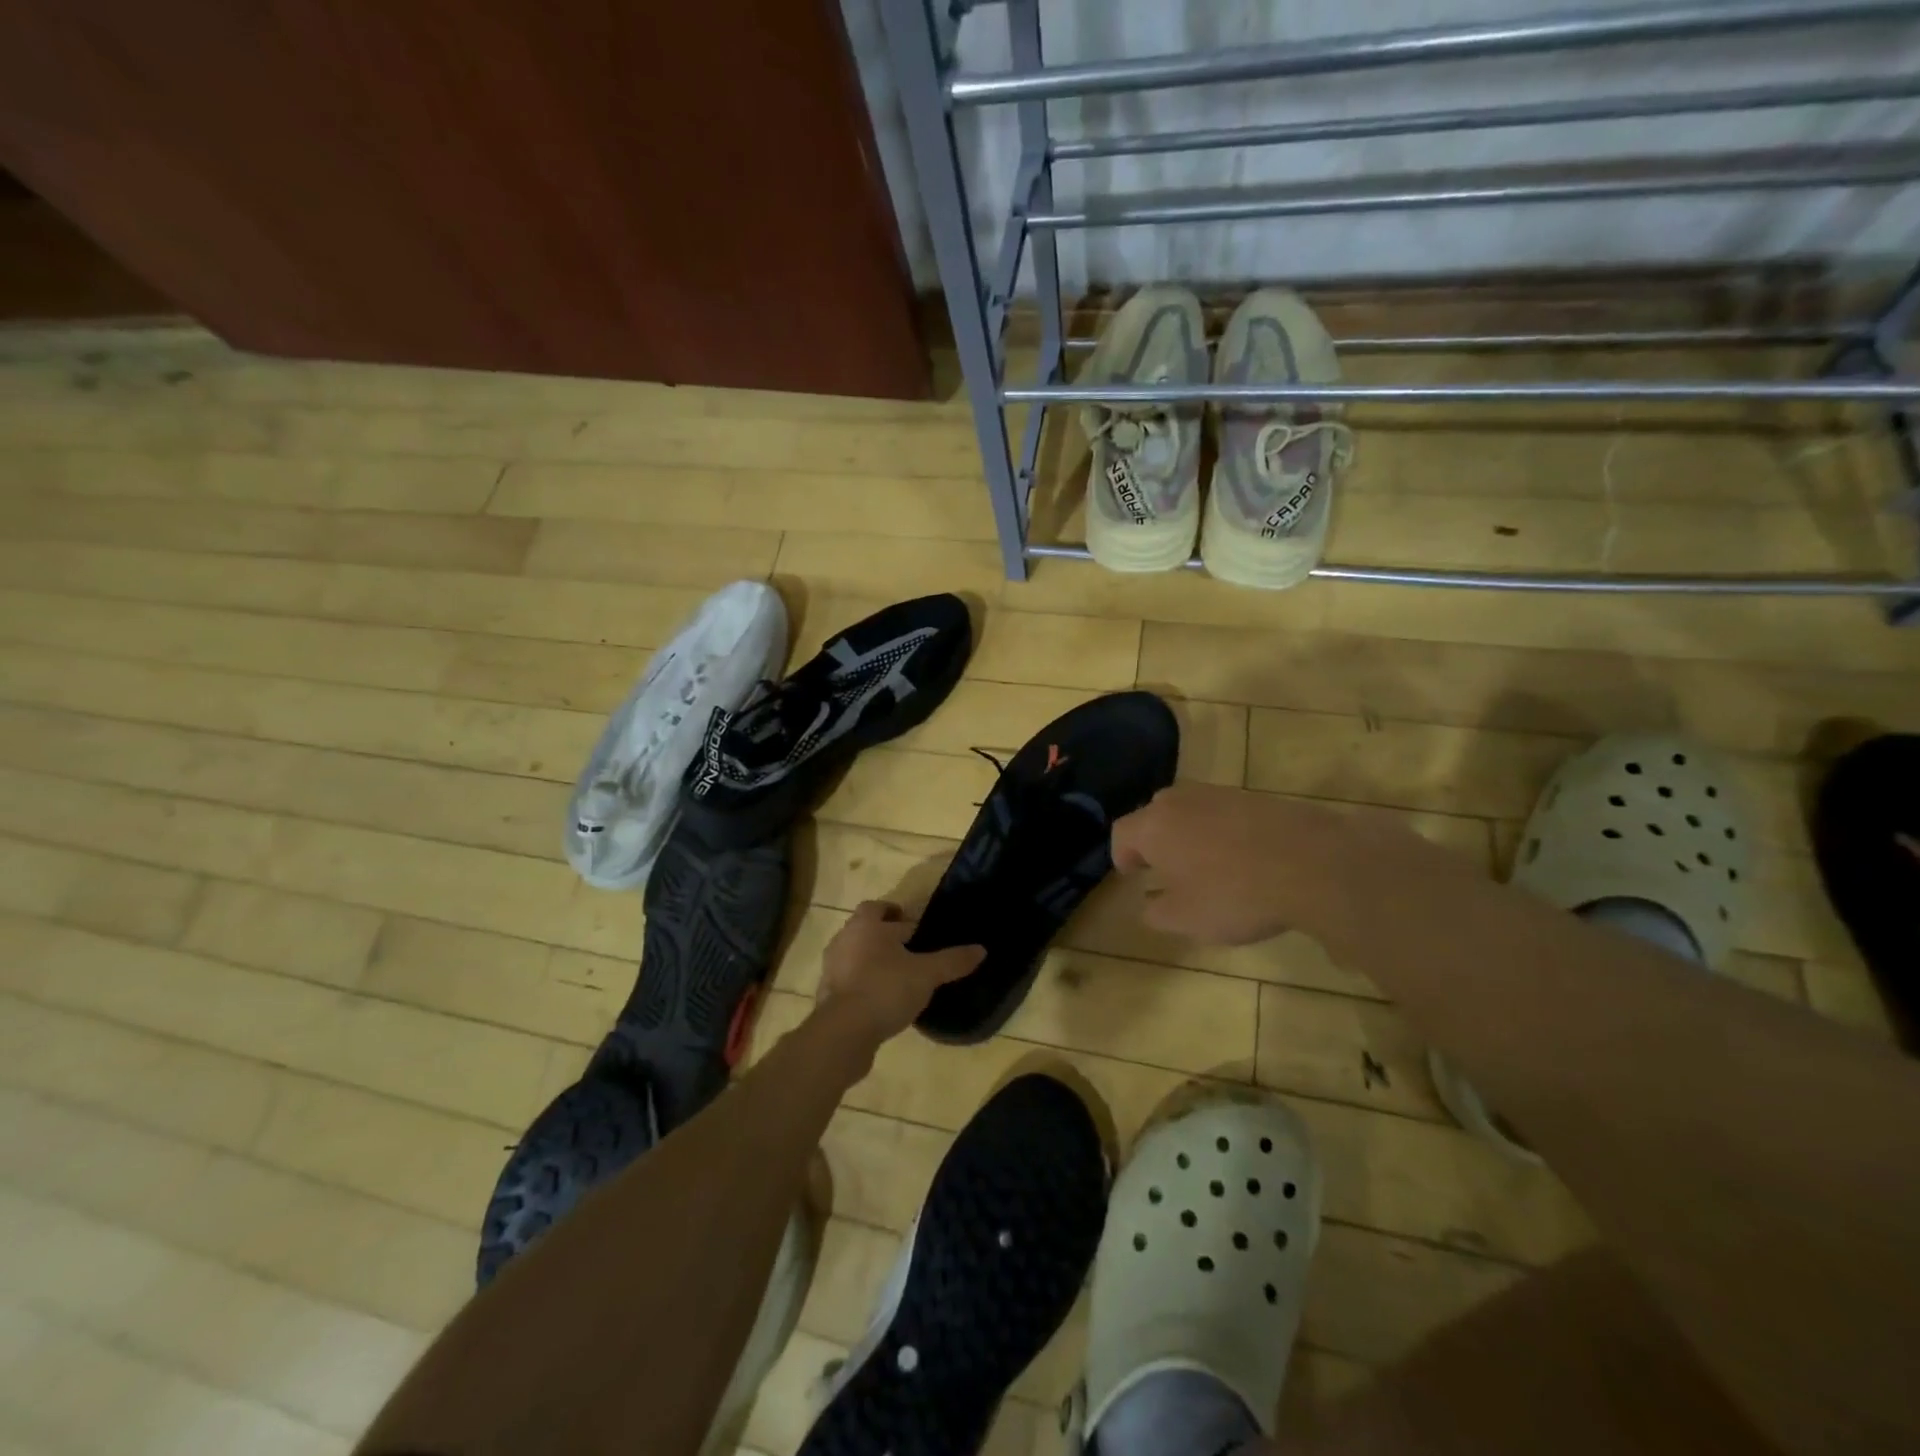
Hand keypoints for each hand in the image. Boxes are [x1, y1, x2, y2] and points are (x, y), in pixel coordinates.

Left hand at [816, 901, 984, 1045]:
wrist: (843, 1033)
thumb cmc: (885, 989)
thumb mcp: (927, 974)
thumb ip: (952, 960)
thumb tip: (981, 949)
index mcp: (865, 926)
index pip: (877, 907)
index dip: (895, 912)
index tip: (913, 925)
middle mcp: (843, 940)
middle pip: (865, 930)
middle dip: (885, 937)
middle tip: (910, 950)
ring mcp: (832, 969)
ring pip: (855, 955)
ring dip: (873, 961)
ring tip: (899, 977)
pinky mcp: (827, 996)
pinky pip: (849, 981)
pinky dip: (864, 985)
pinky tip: (883, 1001)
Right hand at [1110, 784, 1355, 945]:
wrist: (1313, 863)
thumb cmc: (1234, 894)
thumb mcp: (1186, 920)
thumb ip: (1156, 913)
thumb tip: (1149, 904)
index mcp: (1153, 826)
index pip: (1122, 833)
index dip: (1122, 855)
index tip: (1133, 875)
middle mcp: (1179, 800)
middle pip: (1154, 815)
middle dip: (1154, 840)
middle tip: (1164, 867)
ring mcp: (1219, 793)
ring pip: (1190, 811)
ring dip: (1189, 833)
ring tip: (1204, 863)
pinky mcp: (1254, 796)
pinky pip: (1223, 813)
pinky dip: (1222, 831)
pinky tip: (1241, 856)